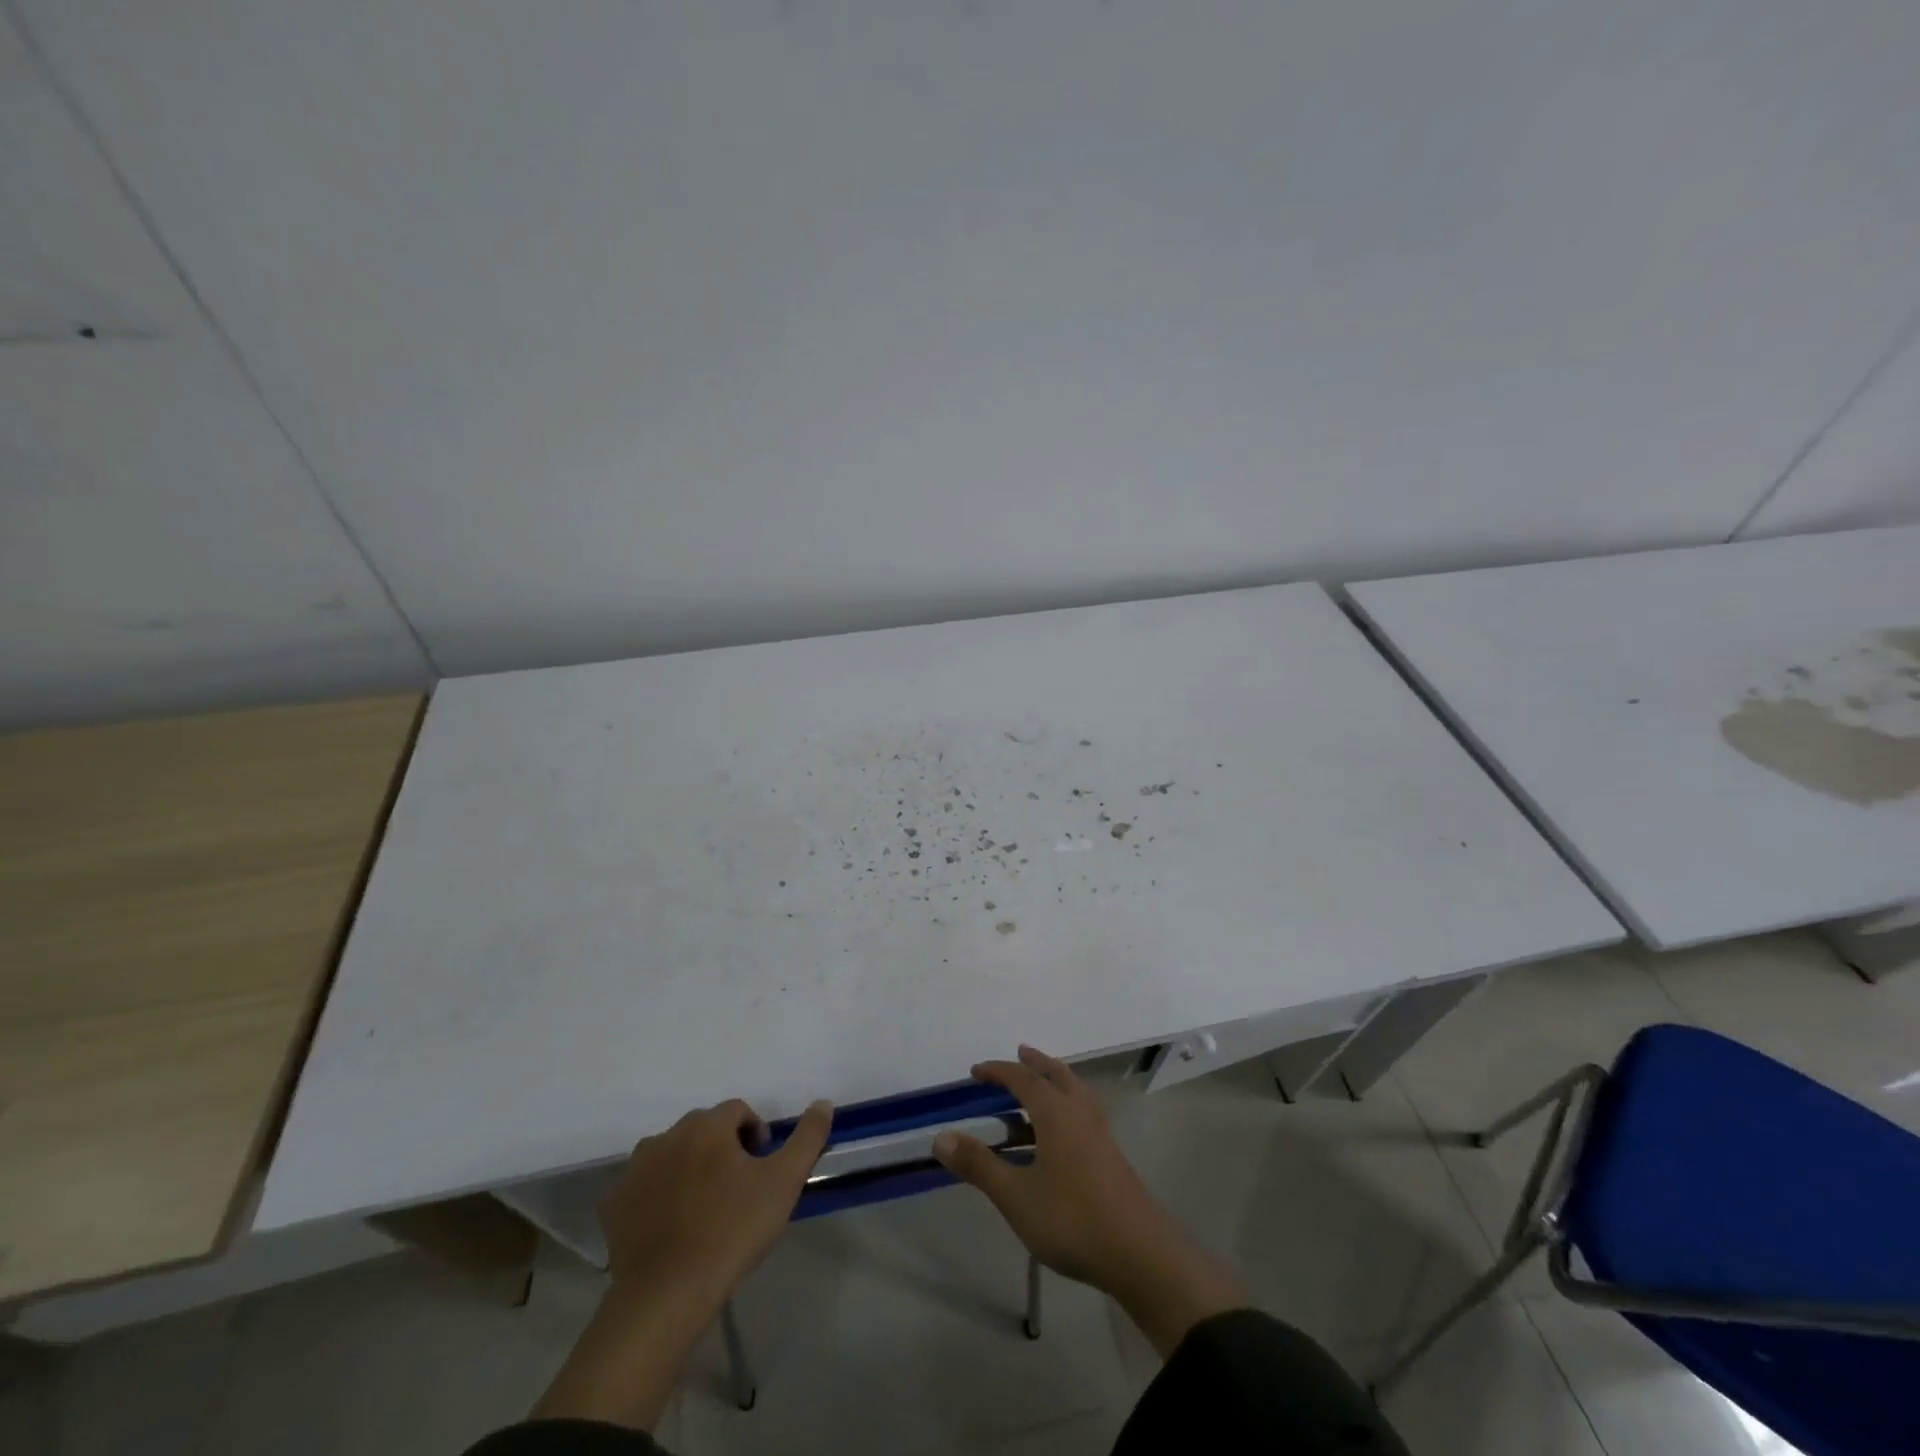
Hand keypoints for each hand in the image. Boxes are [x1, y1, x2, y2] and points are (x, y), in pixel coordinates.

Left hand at [599, 1097, 833, 1305]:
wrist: (666, 1295)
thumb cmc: (732, 1231)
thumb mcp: (784, 1182)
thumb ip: (808, 1137)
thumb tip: (823, 1102)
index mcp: (707, 1126)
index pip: (738, 1111)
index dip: (755, 1134)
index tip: (762, 1169)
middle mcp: (668, 1135)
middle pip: (704, 1128)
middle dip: (723, 1148)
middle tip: (737, 1188)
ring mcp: (636, 1168)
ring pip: (672, 1153)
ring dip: (689, 1166)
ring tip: (704, 1207)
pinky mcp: (614, 1202)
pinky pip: (644, 1184)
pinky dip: (658, 1193)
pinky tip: (671, 1225)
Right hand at [933, 1045, 1242, 1356]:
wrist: (1140, 1254)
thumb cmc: (1072, 1218)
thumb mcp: (1015, 1195)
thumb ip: (979, 1165)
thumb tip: (940, 1137)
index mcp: (1056, 1112)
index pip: (1023, 1078)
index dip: (998, 1071)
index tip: (975, 1071)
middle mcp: (1080, 1113)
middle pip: (1057, 1075)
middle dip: (1036, 1063)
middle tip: (1020, 1053)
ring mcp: (1100, 1135)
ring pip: (1075, 1093)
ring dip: (1055, 1082)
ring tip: (1039, 1087)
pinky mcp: (1111, 1158)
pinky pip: (1083, 1115)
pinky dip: (1066, 1108)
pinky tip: (1059, 1135)